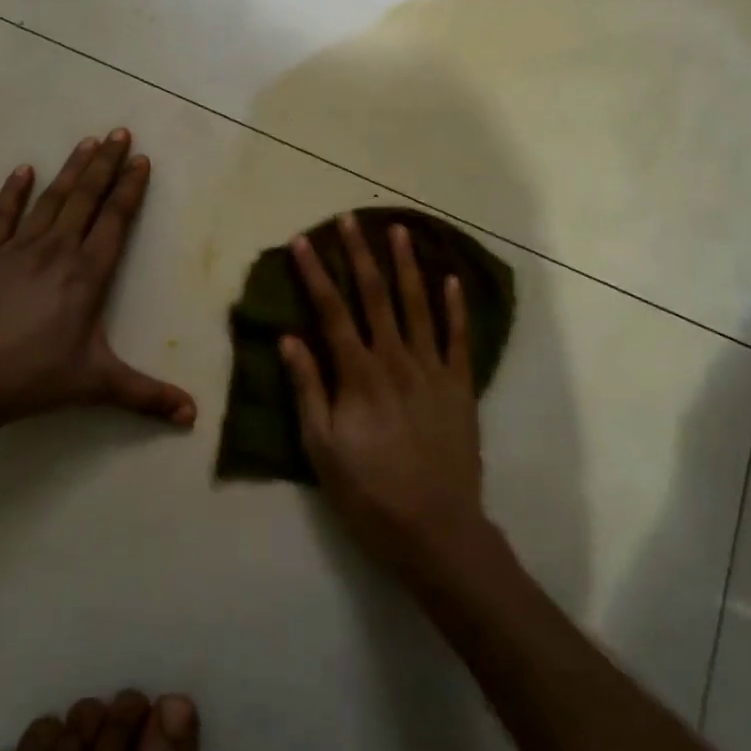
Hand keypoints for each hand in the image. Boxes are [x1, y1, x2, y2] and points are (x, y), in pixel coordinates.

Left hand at [0, 129, 195, 437]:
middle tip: (120, 132)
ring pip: (51, 199)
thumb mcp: (96, 384)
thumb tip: (192, 416)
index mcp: (88, 274)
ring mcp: (18, 248)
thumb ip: (146, 395)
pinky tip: (23, 170)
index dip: (130, 189)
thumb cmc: (34, 377)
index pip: (116, 221)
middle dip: (106, 164)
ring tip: (86, 141)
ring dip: (71, 169)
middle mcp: (57, 250)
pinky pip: (3, 215)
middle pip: (87, 198)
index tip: (141, 160)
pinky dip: (14, 191)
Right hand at [280, 214, 488, 577]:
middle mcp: (395, 360)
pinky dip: (455, 307)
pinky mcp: (461, 387)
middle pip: (375, 296)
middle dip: (359, 255)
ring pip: (418, 306)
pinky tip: (451, 280)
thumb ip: (308, 389)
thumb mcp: (322, 448)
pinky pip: (458, 338)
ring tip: (399, 231)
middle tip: (350, 219)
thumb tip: (289, 338)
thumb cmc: (369, 494)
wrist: (437, 531)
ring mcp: (433, 370)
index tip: (303, 241)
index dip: (315, 273)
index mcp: (358, 374)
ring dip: (407, 266)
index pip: (331, 311)